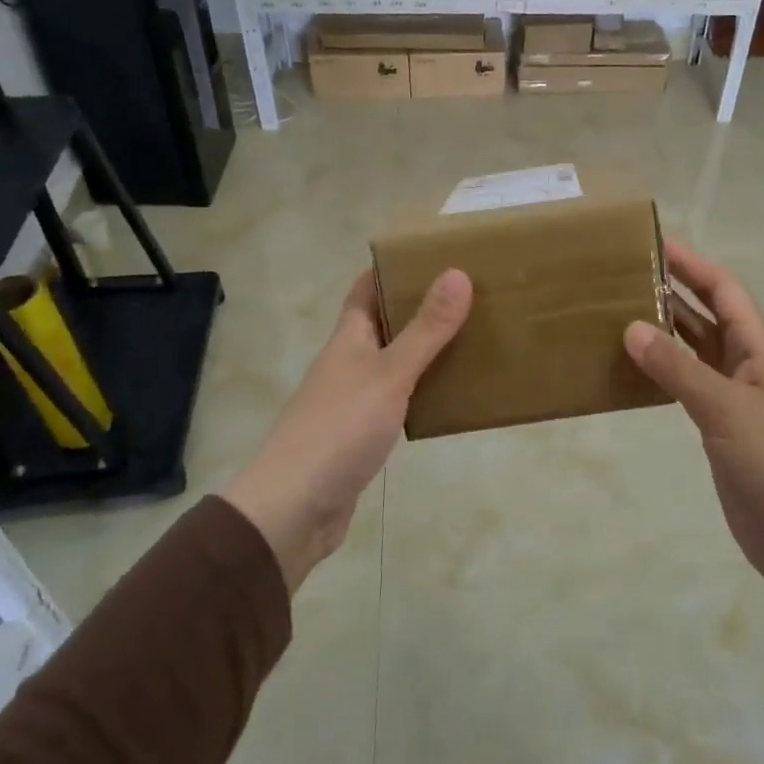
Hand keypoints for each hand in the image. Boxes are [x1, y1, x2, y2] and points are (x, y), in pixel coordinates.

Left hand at [223, 268, 471, 591]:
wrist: (293, 510)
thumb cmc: (339, 430)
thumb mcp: (389, 375)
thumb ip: (425, 330)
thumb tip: (457, 273)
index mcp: (347, 339)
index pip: (366, 289)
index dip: (393, 268)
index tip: (434, 254)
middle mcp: (347, 363)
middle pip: (383, 324)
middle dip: (419, 307)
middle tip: (469, 294)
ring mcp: (352, 401)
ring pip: (393, 363)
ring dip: (424, 350)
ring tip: (471, 337)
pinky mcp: (361, 436)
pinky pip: (398, 400)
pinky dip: (421, 391)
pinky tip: (450, 395)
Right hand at [625, 242, 763, 607]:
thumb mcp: (726, 410)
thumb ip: (678, 369)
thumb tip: (631, 328)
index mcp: (758, 349)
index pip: (724, 290)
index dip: (693, 265)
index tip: (654, 244)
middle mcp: (746, 363)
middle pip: (707, 314)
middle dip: (672, 291)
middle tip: (624, 276)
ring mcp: (733, 396)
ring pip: (694, 349)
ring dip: (663, 330)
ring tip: (618, 312)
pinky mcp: (719, 425)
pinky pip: (686, 383)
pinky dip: (661, 369)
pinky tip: (632, 366)